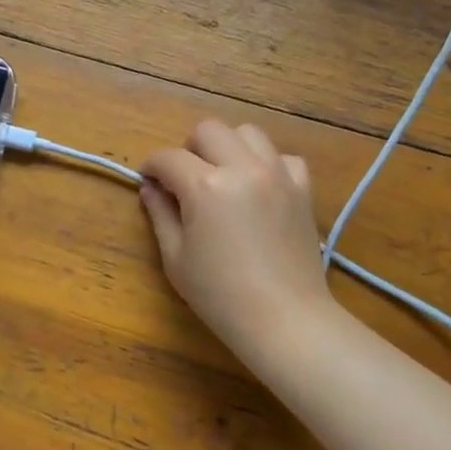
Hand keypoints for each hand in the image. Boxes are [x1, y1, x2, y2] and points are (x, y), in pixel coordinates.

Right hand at [139, 120, 332, 360]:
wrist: (284, 319)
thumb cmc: (220, 295)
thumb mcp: (176, 258)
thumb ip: (160, 215)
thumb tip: (151, 188)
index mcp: (206, 186)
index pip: (169, 158)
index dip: (152, 167)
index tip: (148, 180)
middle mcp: (243, 168)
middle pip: (209, 130)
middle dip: (189, 149)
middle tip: (185, 179)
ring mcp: (277, 175)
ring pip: (248, 133)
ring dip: (228, 147)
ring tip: (223, 176)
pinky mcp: (302, 189)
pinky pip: (284, 157)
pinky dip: (267, 164)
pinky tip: (259, 188)